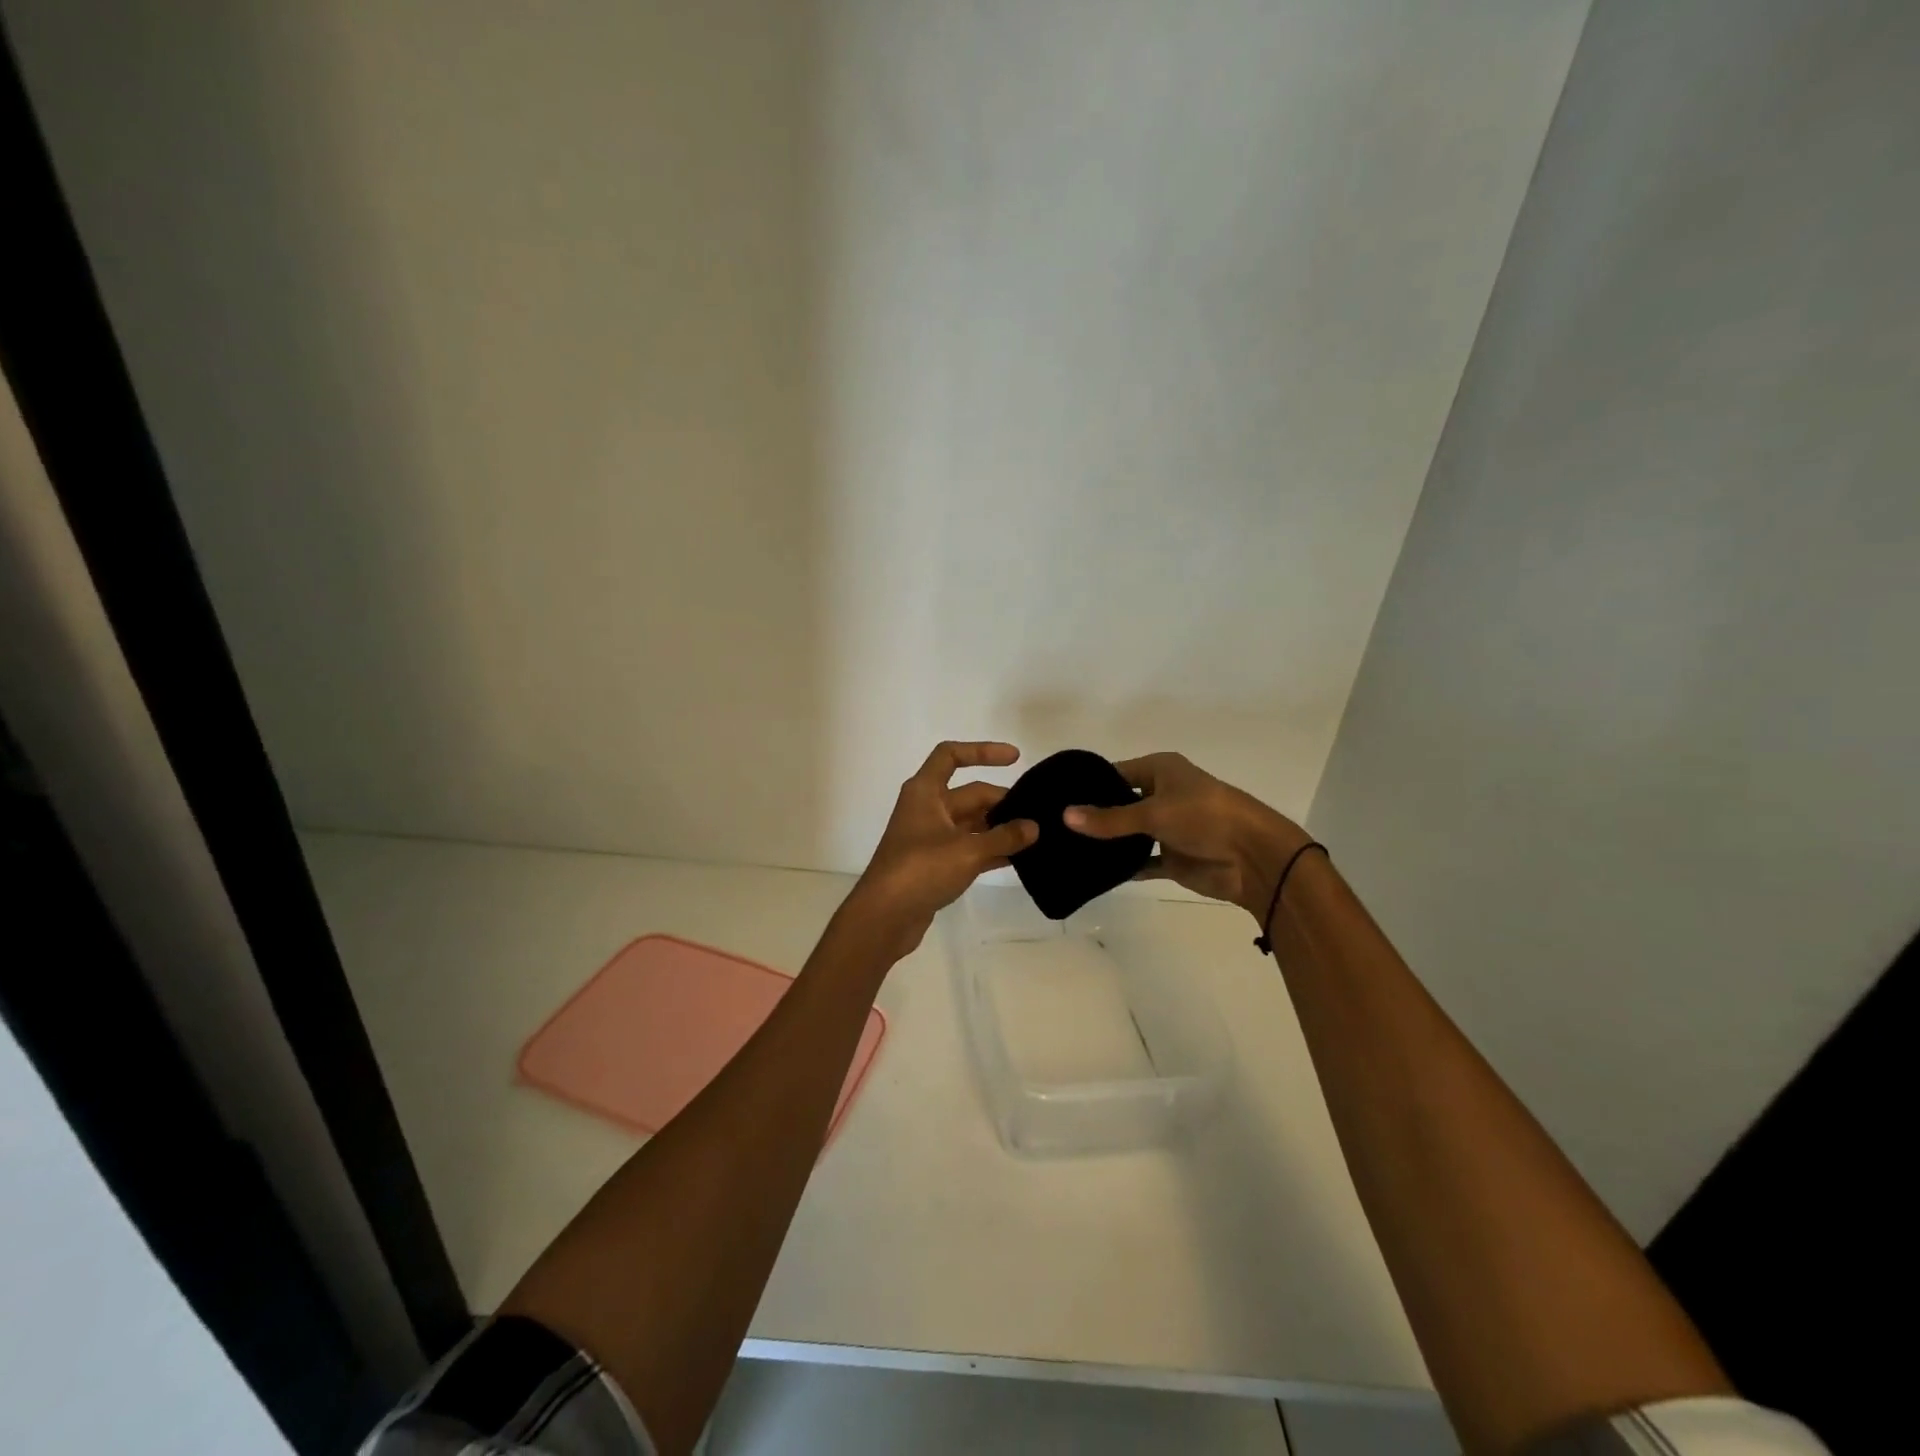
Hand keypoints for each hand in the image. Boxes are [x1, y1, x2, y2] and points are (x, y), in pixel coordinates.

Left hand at [843, 741, 1038, 958]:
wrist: (884, 916)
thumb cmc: (921, 869)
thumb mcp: (967, 850)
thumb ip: (1004, 837)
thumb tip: (1034, 827)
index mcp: (925, 792)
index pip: (951, 756)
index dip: (982, 751)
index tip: (1015, 758)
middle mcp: (926, 809)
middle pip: (970, 795)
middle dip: (1002, 802)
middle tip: (1039, 814)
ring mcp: (929, 838)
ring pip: (971, 824)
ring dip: (999, 828)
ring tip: (1036, 836)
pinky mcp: (934, 864)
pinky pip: (968, 848)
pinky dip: (990, 850)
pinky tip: (1018, 859)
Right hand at [1061, 752, 1309, 919]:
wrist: (1254, 858)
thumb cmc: (1205, 817)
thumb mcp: (1153, 812)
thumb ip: (1109, 819)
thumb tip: (1065, 816)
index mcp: (1161, 770)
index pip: (1115, 774)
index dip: (1088, 786)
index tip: (1054, 799)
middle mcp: (1162, 794)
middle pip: (1120, 804)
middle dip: (1093, 817)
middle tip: (1053, 827)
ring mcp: (1167, 828)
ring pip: (1129, 834)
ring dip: (1107, 843)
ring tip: (1065, 849)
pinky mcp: (1172, 858)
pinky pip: (1141, 861)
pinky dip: (1124, 866)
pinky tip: (1094, 872)